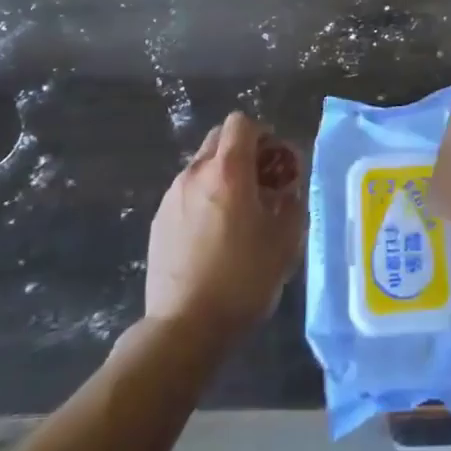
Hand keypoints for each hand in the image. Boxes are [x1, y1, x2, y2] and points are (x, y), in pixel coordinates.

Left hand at [145, 111, 306, 340]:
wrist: (185, 327)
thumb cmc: (243, 279)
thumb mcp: (286, 240)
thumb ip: (292, 201)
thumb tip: (288, 187)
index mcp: (228, 171)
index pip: (241, 123)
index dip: (262, 134)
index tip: (276, 161)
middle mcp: (195, 174)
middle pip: (219, 139)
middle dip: (243, 151)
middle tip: (261, 183)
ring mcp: (172, 196)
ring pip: (201, 166)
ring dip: (222, 176)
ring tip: (237, 213)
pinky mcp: (158, 220)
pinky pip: (187, 193)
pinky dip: (204, 198)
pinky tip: (213, 235)